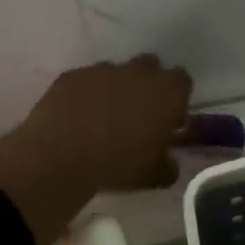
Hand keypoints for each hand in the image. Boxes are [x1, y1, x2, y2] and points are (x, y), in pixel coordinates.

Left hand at [18, 55, 192, 193]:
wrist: (61, 156)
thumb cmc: (118, 164)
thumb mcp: (154, 176)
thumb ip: (168, 165)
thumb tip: (168, 162)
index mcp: (166, 92)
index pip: (182, 82)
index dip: (177, 99)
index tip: (169, 120)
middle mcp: (138, 72)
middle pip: (151, 68)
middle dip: (148, 86)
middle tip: (138, 116)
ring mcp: (103, 69)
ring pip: (117, 73)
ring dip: (115, 89)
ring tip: (103, 119)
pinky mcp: (73, 75)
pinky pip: (87, 80)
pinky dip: (86, 94)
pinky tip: (77, 118)